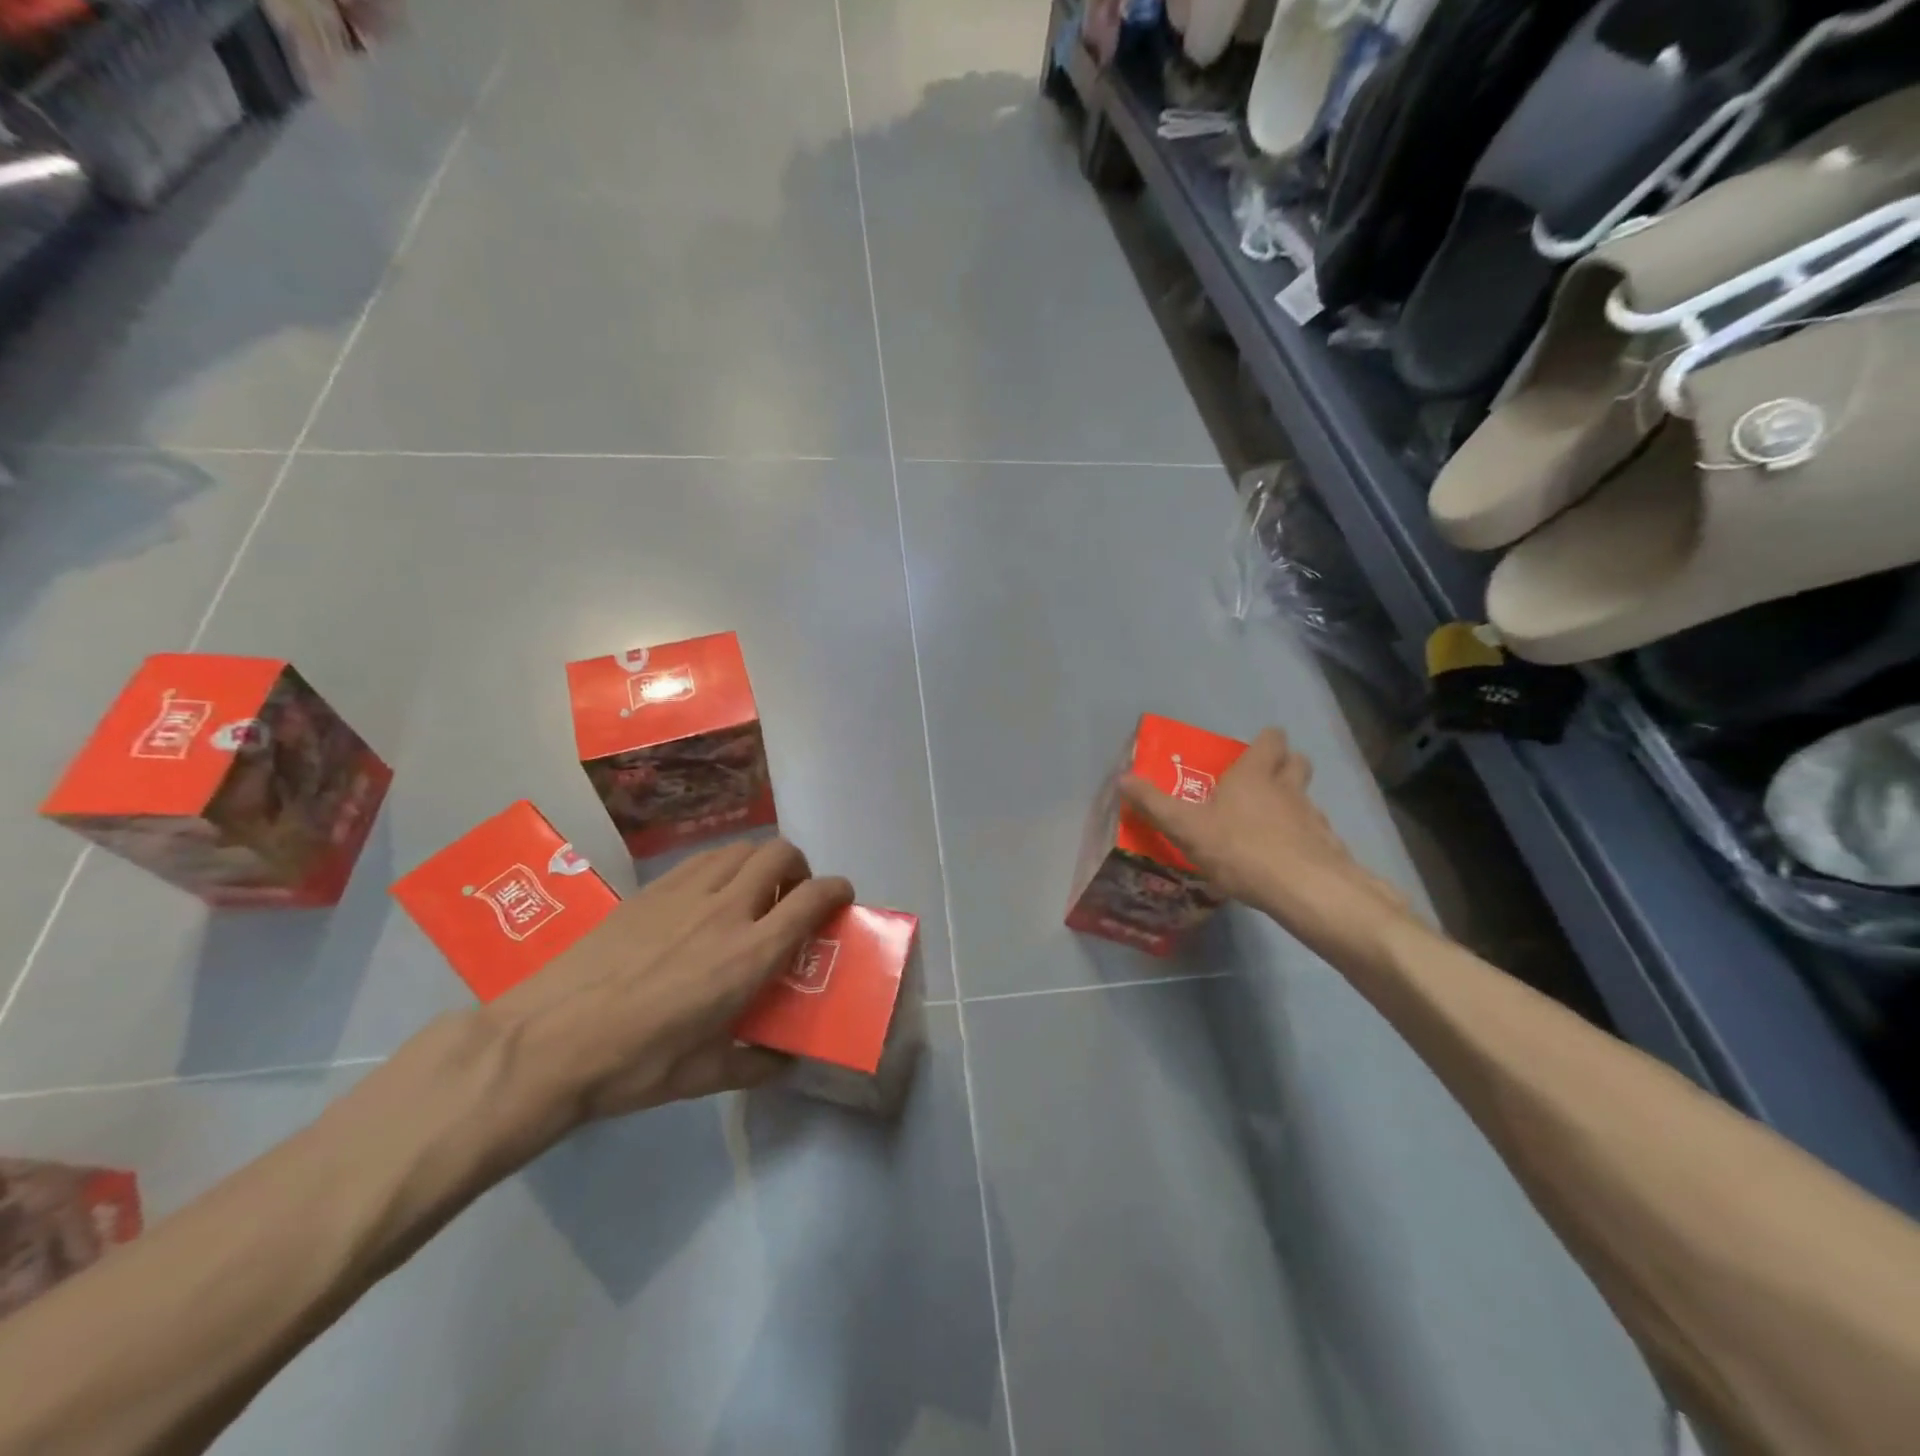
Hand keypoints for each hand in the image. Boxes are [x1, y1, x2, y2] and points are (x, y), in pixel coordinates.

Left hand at [482, 837, 852, 1140]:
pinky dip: (722, 865)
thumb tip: (785, 1062)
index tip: (841, 899)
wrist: (546, 1040)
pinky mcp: (651, 889)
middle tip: (791, 898)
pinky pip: (702, 858)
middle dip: (800, 867)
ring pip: (742, 848)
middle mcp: (727, 910)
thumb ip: (754, 1064)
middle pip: (781, 854)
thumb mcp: (701, 1076)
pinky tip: (705, 897)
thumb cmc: (632, 1064)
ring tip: (750, 892)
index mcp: (750, 955)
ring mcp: (686, 892)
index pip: (812, 898)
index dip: (837, 890)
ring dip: (760, 862)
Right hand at [1119, 728, 1412, 962]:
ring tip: (1270, 826)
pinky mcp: (1327, 848)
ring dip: (1293, 804)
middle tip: (1262, 781)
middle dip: (1284, 765)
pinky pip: (1315, 834)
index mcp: (1254, 774)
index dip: (1265, 741)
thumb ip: (1153, 803)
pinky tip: (1286, 860)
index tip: (1252, 750)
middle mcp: (1288, 788)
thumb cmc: (1240, 848)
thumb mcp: (1185, 827)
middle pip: (1297, 762)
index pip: (1271, 740)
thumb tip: (1122, 778)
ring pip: (1307, 799)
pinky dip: (1303, 840)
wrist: (1305, 890)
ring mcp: (1313, 817)